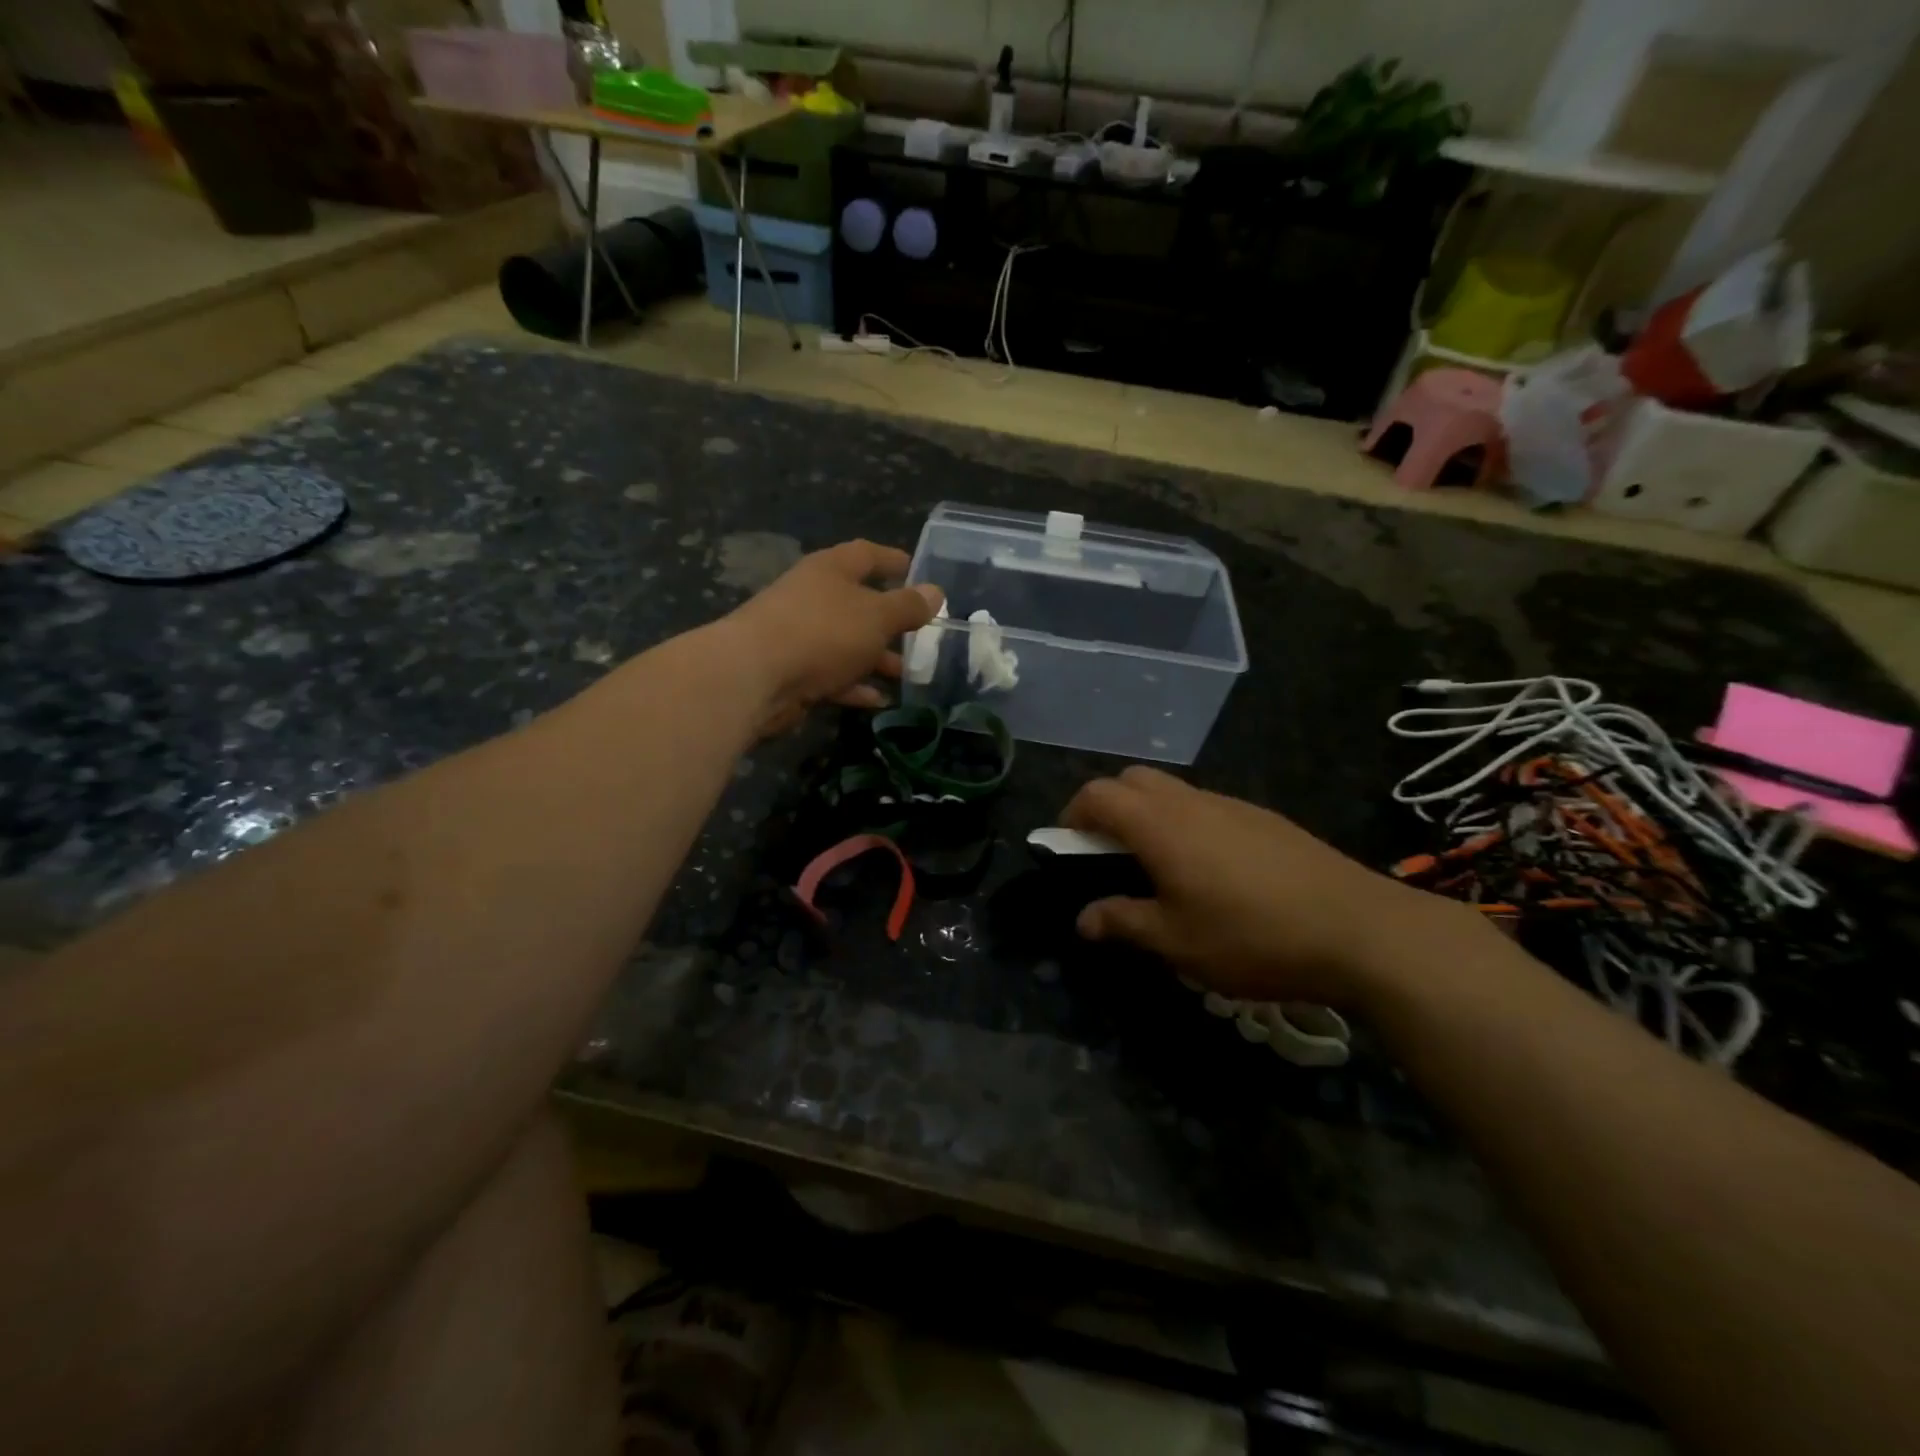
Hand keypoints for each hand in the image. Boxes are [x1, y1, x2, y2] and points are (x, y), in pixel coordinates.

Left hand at [718, 540, 943, 737]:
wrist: (755, 676)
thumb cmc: (822, 632)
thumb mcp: (876, 616)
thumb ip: (908, 606)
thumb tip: (936, 592)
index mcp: (831, 570)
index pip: (867, 555)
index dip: (894, 561)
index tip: (919, 571)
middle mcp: (813, 597)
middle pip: (859, 603)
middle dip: (891, 621)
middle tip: (923, 635)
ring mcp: (800, 635)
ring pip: (848, 643)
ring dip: (877, 658)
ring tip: (909, 674)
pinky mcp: (793, 672)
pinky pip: (833, 675)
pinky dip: (855, 686)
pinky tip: (879, 701)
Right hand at [1061, 766, 1480, 1008]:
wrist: (1359, 930)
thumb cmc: (1252, 936)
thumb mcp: (1177, 942)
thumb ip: (1123, 922)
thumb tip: (1084, 919)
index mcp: (1159, 825)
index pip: (1097, 794)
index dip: (1072, 814)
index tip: (1069, 848)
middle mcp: (1191, 802)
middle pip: (1132, 779)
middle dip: (1109, 806)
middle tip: (1110, 854)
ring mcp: (1232, 805)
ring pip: (1172, 790)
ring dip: (1149, 814)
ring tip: (1159, 867)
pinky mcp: (1264, 819)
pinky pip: (1207, 806)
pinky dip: (1187, 823)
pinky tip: (1211, 872)